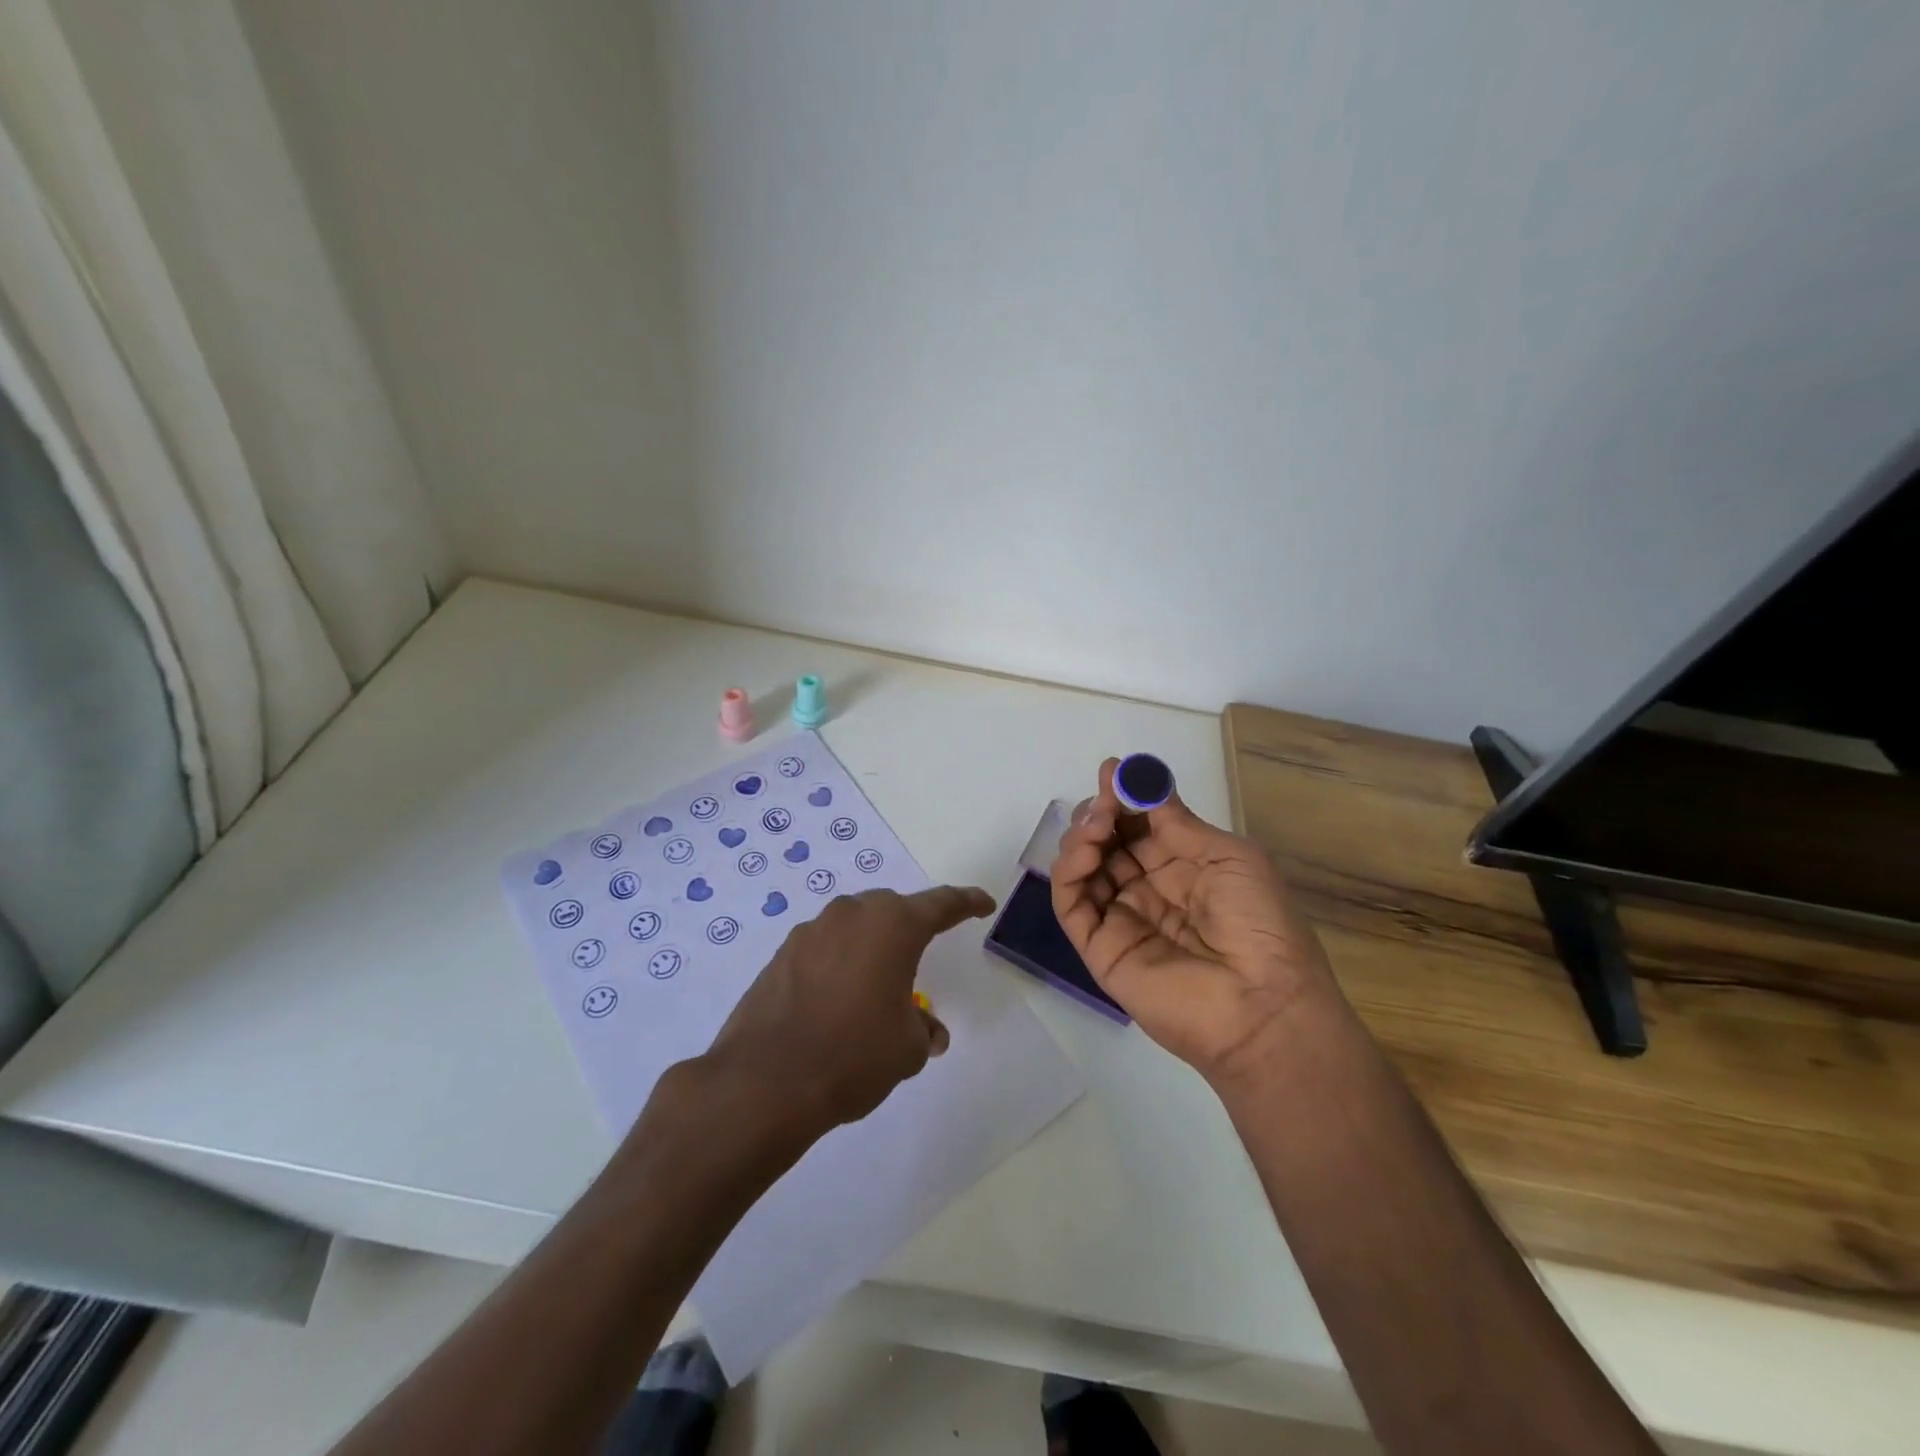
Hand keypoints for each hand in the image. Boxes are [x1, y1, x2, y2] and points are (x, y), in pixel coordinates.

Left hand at [701, 886, 994, 1139]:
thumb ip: (923, 1028)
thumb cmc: (854, 1055)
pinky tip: (836, 1000)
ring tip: (875, 987)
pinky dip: (838, 963)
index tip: (983, 903)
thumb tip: (927, 1029)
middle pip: (892, 910)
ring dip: (870, 947)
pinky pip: (824, 948)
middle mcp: (852, 915)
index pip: (942, 904)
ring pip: (854, 927)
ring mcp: (811, 931)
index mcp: (893, 925)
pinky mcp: (781, 954)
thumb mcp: (907, 1048)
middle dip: (910, 928)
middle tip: (921, 955)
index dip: (967, 902)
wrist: (766, 1081)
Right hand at [1051, 758, 1335, 1083]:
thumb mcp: (1229, 857)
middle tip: (1105, 800)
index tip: (1113, 769)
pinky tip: (1085, 851)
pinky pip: (1071, 903)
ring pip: (1083, 869)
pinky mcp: (1099, 948)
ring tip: (1098, 825)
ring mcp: (1121, 919)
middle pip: (1107, 843)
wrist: (1263, 1005)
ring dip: (1082, 837)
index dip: (1125, 798)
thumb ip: (1178, 823)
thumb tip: (1144, 782)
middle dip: (1100, 813)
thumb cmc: (1259, 922)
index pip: (1140, 827)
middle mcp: (1148, 891)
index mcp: (1184, 870)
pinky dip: (1067, 872)